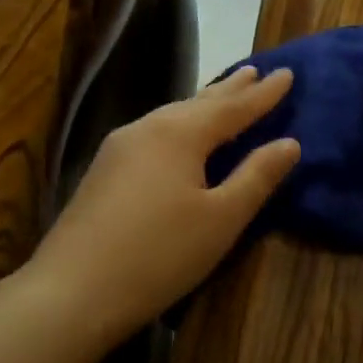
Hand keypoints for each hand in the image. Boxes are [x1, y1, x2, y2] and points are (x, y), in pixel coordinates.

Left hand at [28, 66, 299, 344]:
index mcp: (179, 134)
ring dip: (202, 105)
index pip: (233, 107)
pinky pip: (154, 133)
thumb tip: (290, 143)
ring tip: (223, 95)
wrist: (72, 292)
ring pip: (171, 116)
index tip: (288, 73)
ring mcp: (118, 148)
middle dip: (230, 90)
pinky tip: (179, 135)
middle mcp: (147, 128)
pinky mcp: (103, 171)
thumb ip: (257, 177)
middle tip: (256, 71)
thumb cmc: (159, 255)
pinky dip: (179, 125)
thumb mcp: (221, 219)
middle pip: (198, 103)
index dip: (263, 94)